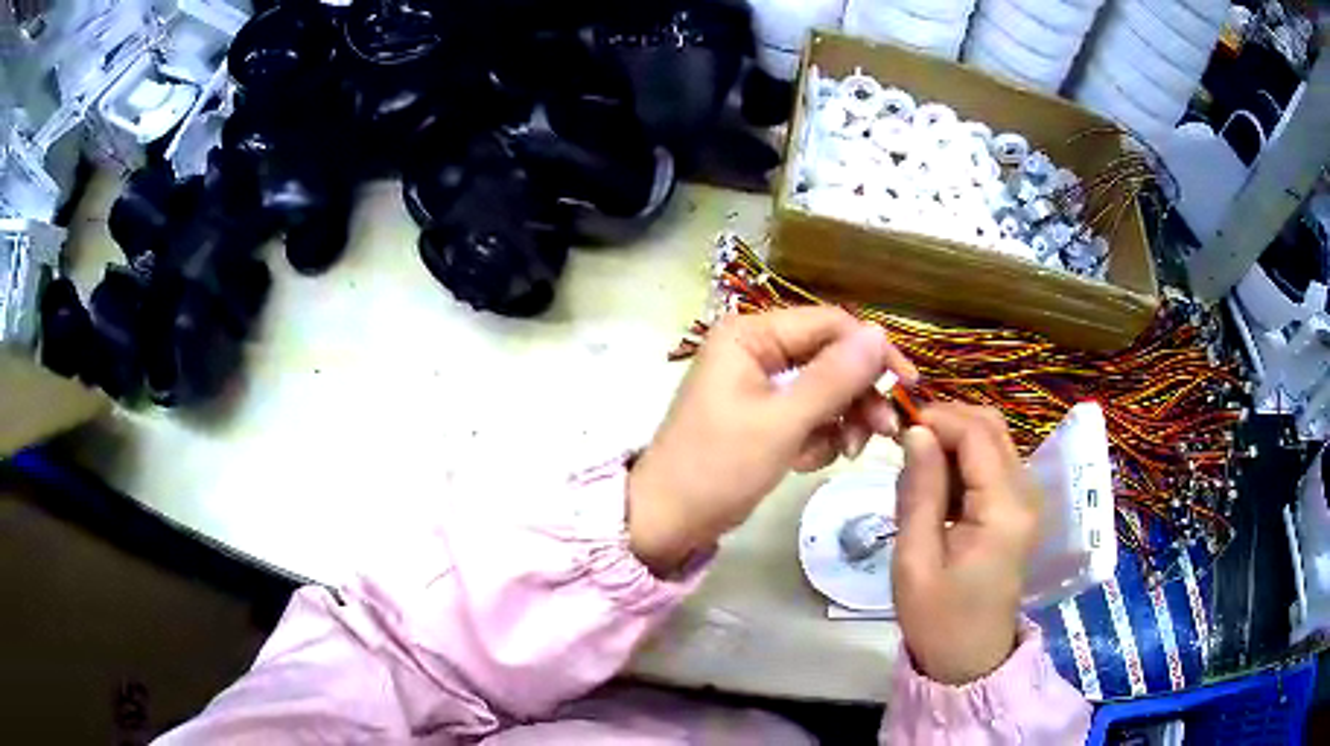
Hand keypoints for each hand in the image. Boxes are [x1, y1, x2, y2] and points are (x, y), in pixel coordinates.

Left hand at [628, 308, 916, 575]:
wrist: (667, 522)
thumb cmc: (716, 468)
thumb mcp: (781, 424)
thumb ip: (834, 378)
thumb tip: (881, 334)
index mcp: (751, 335)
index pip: (830, 324)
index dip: (873, 352)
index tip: (907, 386)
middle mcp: (756, 349)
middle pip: (831, 358)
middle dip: (857, 396)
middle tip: (883, 432)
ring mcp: (760, 384)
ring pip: (826, 390)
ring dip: (840, 422)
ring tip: (844, 452)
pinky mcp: (763, 416)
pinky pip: (809, 416)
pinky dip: (817, 439)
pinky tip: (803, 462)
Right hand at [892, 403, 1040, 685]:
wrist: (970, 658)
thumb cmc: (937, 618)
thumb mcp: (914, 559)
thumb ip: (919, 490)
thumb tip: (916, 432)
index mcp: (1004, 509)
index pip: (977, 434)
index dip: (936, 418)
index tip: (896, 425)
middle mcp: (1025, 493)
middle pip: (990, 427)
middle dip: (945, 421)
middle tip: (902, 439)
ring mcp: (1026, 499)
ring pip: (992, 439)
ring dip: (953, 439)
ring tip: (914, 465)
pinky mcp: (1018, 507)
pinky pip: (992, 462)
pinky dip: (962, 460)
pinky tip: (936, 485)